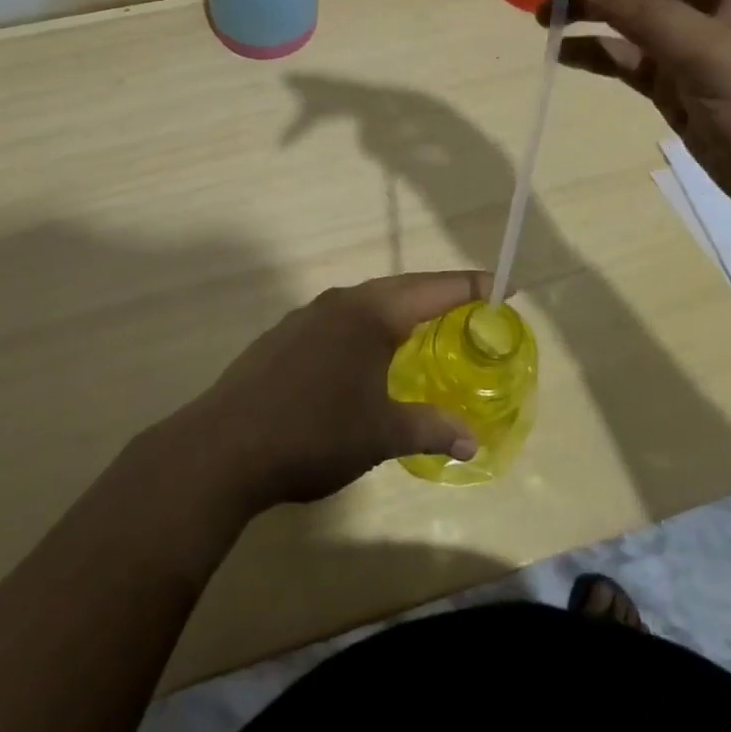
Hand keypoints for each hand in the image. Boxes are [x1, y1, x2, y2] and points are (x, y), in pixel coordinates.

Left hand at [167, 272, 485, 513]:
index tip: (504, 285)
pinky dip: (366, 328)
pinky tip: (364, 358)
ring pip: (366, 303)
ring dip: (398, 312)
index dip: (471, 287)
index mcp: (371, 314)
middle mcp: (341, 302)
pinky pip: (339, 321)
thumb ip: (431, 430)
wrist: (225, 446)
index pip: (434, 289)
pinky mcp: (283, 336)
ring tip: (422, 331)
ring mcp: (307, 316)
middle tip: (471, 308)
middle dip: (438, 296)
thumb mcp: (382, 435)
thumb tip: (472, 442)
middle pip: (401, 288)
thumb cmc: (315, 433)